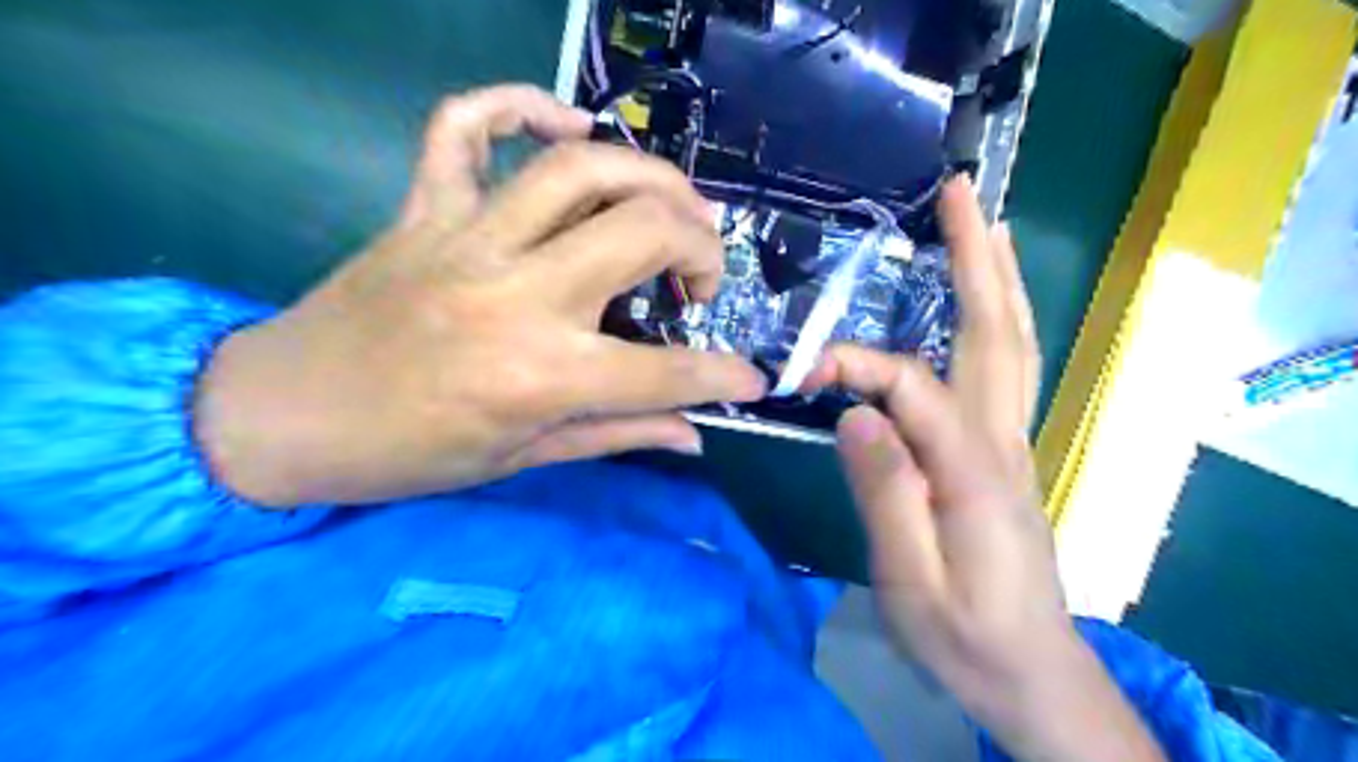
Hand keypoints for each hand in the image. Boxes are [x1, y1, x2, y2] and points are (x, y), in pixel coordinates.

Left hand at [194, 83, 761, 504]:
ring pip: (580, 170)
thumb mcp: (524, 458)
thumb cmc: (408, 453)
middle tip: (698, 281)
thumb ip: (619, 435)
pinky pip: (466, 125)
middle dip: (702, 250)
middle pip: (644, 232)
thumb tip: (693, 434)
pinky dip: (518, 104)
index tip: (750, 380)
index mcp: (542, 374)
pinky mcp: (425, 208)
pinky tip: (564, 125)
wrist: (285, 415)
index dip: (724, 377)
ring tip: (669, 210)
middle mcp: (516, 295)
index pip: (667, 372)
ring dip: (650, 178)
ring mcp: (467, 238)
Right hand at [803, 179, 1165, 761]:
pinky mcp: (1004, 454)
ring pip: (1013, 345)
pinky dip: (1000, 320)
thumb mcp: (912, 580)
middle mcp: (1002, 441)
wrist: (1030, 674)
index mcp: (973, 469)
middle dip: (978, 260)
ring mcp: (1011, 443)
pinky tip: (988, 302)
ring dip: (999, 280)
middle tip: (961, 197)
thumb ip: (886, 493)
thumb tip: (859, 414)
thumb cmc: (964, 635)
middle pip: (997, 334)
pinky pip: (1007, 370)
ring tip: (985, 225)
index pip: (909, 387)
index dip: (856, 365)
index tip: (804, 374)